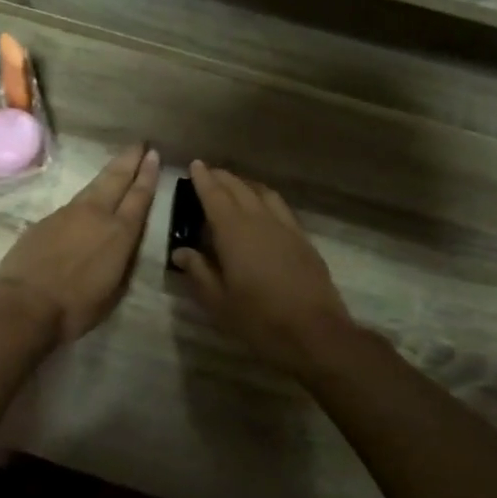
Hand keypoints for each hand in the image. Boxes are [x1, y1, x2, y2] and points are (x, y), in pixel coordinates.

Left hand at [0, 144, 160, 343]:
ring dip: (108, 173)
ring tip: (118, 163)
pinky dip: (86, 196)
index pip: (139, 197)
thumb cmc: (76, 308)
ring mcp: (68, 214)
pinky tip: (87, 200)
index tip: (154, 156)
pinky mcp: (46, 219)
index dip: (148, 175)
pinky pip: (73, 203)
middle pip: (116, 179)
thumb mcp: (113, 290)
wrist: (25, 304)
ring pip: (93, 186)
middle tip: (140, 144)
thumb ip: (121, 261)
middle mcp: (96, 215)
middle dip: (130, 160)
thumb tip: (122, 246)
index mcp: (120, 234)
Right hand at [172, 160, 353, 374]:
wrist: (315, 332)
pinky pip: (280, 207)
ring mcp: (285, 227)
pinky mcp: (303, 239)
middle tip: (209, 173)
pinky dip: (265, 198)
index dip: (203, 179)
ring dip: (245, 184)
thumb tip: (181, 251)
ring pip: (263, 193)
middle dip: (222, 178)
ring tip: (234, 186)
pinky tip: (263, 209)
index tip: (195, 165)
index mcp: (234, 232)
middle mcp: (259, 220)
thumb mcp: (218, 301)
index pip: (214, 195)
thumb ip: (198, 271)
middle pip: (239, 188)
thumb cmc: (258, 318)